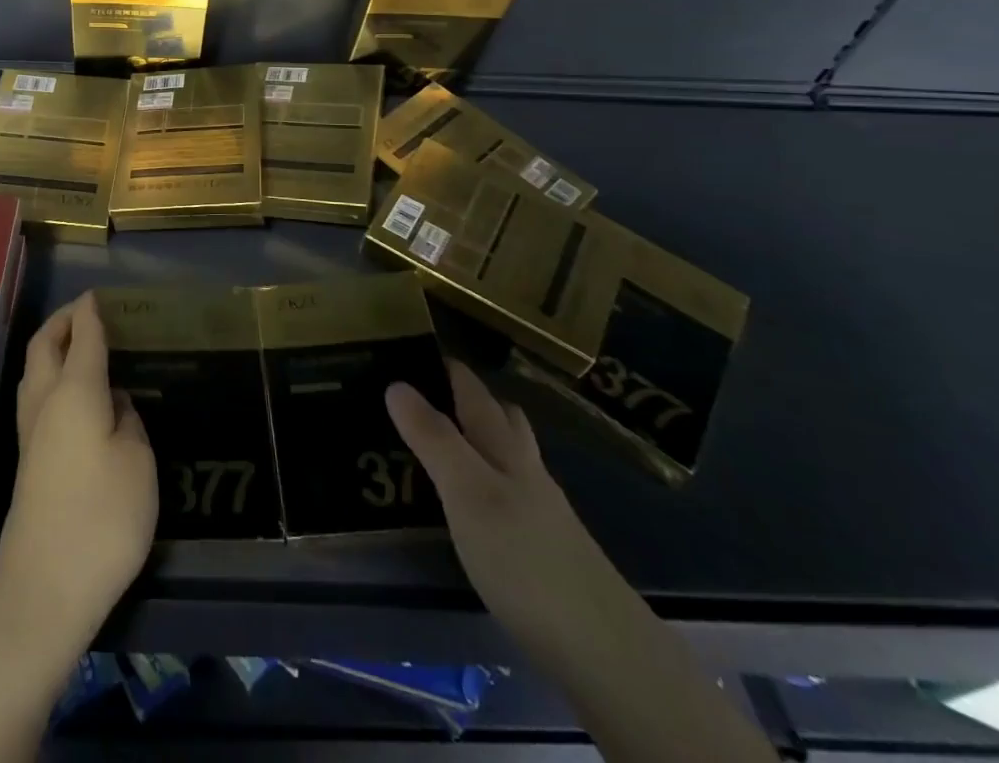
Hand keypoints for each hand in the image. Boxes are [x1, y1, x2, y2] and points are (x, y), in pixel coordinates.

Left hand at [0, 292, 157, 645]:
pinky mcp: (27, 460)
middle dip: (62, 321)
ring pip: (34, 371)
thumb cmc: (101, 517)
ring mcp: (31, 433)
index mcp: (74, 391)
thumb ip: (127, 420)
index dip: (91, 312)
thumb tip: (112, 401)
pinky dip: (52, 377)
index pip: (83, 336)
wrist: (44, 588)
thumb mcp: (137, 462)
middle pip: (44, 345)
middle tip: (86, 313)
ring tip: (79, 345)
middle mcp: (45, 402)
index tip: (99, 295)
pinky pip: (37, 397)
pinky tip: (75, 395)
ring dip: (52, 348)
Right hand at [387, 359, 641, 662]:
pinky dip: (489, 484)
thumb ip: (433, 438)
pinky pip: (512, 497)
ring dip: (481, 440)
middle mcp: (526, 470)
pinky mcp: (547, 552)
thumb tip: (395, 382)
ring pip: (510, 458)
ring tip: (444, 443)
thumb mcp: (467, 491)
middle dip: (471, 399)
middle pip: (502, 419)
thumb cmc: (525, 557)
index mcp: (505, 448)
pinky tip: (475, 507)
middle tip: (429, 393)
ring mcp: (542, 512)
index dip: (448, 367)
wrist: (603, 650)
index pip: (474, 391)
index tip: (415, 348)